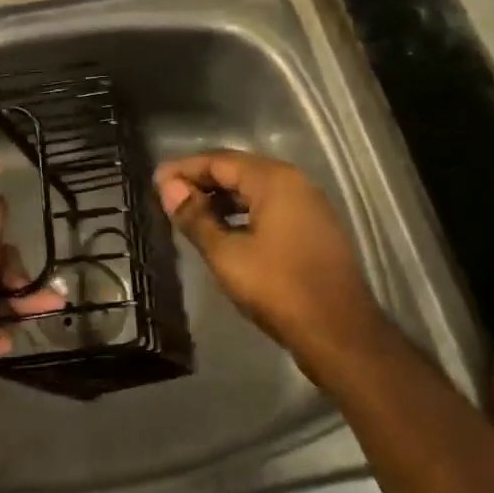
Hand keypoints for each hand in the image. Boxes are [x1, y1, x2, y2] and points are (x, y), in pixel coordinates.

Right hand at [155, 150, 385, 367]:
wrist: (338, 332)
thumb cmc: (278, 288)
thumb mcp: (227, 254)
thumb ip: (195, 218)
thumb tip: (168, 188)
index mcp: (274, 180)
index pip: (220, 161)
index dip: (184, 169)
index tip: (155, 180)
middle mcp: (295, 183)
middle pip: (239, 171)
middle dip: (202, 181)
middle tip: (168, 195)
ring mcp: (308, 206)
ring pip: (256, 190)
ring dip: (222, 198)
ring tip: (189, 213)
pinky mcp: (314, 229)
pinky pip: (270, 208)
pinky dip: (243, 213)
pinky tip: (223, 231)